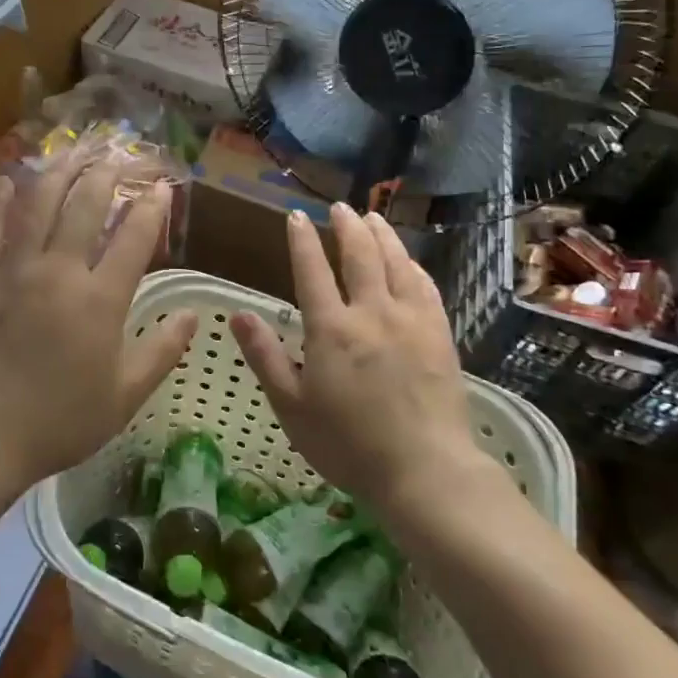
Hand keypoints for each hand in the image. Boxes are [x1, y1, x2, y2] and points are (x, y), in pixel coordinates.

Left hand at [0, 153, 196, 488]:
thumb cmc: (59, 420)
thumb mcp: (124, 396)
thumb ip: (161, 351)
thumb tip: (193, 316)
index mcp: (100, 299)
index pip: (133, 238)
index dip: (152, 207)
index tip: (162, 185)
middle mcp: (60, 271)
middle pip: (85, 206)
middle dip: (106, 174)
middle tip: (117, 153)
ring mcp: (15, 270)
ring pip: (38, 205)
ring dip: (58, 172)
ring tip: (72, 150)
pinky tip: (6, 180)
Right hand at [230, 203, 487, 511]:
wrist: (424, 470)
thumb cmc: (348, 444)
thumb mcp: (291, 406)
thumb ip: (265, 356)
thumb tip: (238, 314)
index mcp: (331, 329)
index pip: (312, 270)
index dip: (302, 240)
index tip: (296, 216)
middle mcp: (371, 313)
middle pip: (359, 255)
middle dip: (346, 226)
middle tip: (339, 207)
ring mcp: (410, 320)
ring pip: (395, 263)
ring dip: (381, 235)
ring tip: (372, 217)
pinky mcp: (439, 334)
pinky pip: (425, 286)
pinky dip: (412, 265)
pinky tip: (408, 260)